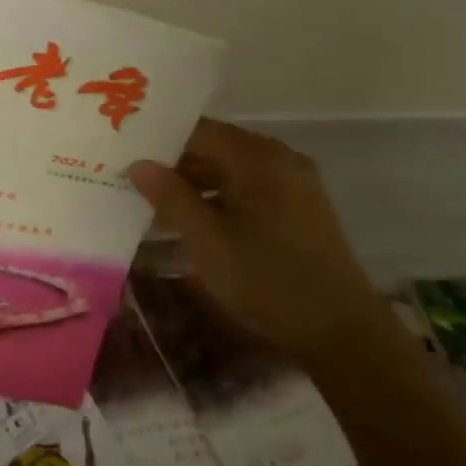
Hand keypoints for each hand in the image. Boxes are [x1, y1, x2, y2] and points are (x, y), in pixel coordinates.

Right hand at [128, 119, 384, 362]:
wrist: (342, 333)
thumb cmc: (268, 282)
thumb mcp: (207, 242)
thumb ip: (170, 198)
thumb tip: (137, 164)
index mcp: (259, 159)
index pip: (198, 131)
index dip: (159, 142)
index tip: (123, 154)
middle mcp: (279, 161)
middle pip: (214, 150)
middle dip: (172, 166)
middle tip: (129, 181)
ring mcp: (293, 185)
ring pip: (229, 173)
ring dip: (192, 187)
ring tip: (150, 207)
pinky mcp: (298, 210)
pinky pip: (247, 191)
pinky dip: (217, 202)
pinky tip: (189, 225)